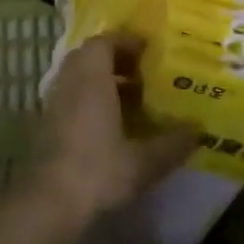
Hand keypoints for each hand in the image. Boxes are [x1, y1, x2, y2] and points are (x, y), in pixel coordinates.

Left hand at [35, 37, 196, 224]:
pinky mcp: (45, 124)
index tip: (149, 51)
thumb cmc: (98, 171)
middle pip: (89, 57)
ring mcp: (53, 103)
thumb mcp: (144, 161)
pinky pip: (70, 97)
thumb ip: (173, 144)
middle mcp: (69, 83)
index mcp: (92, 79)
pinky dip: (89, 99)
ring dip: (102, 80)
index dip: (126, 42)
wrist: (48, 202)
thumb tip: (199, 131)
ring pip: (78, 77)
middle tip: (144, 74)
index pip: (104, 42)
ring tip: (132, 100)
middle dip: (116, 60)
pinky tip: (110, 125)